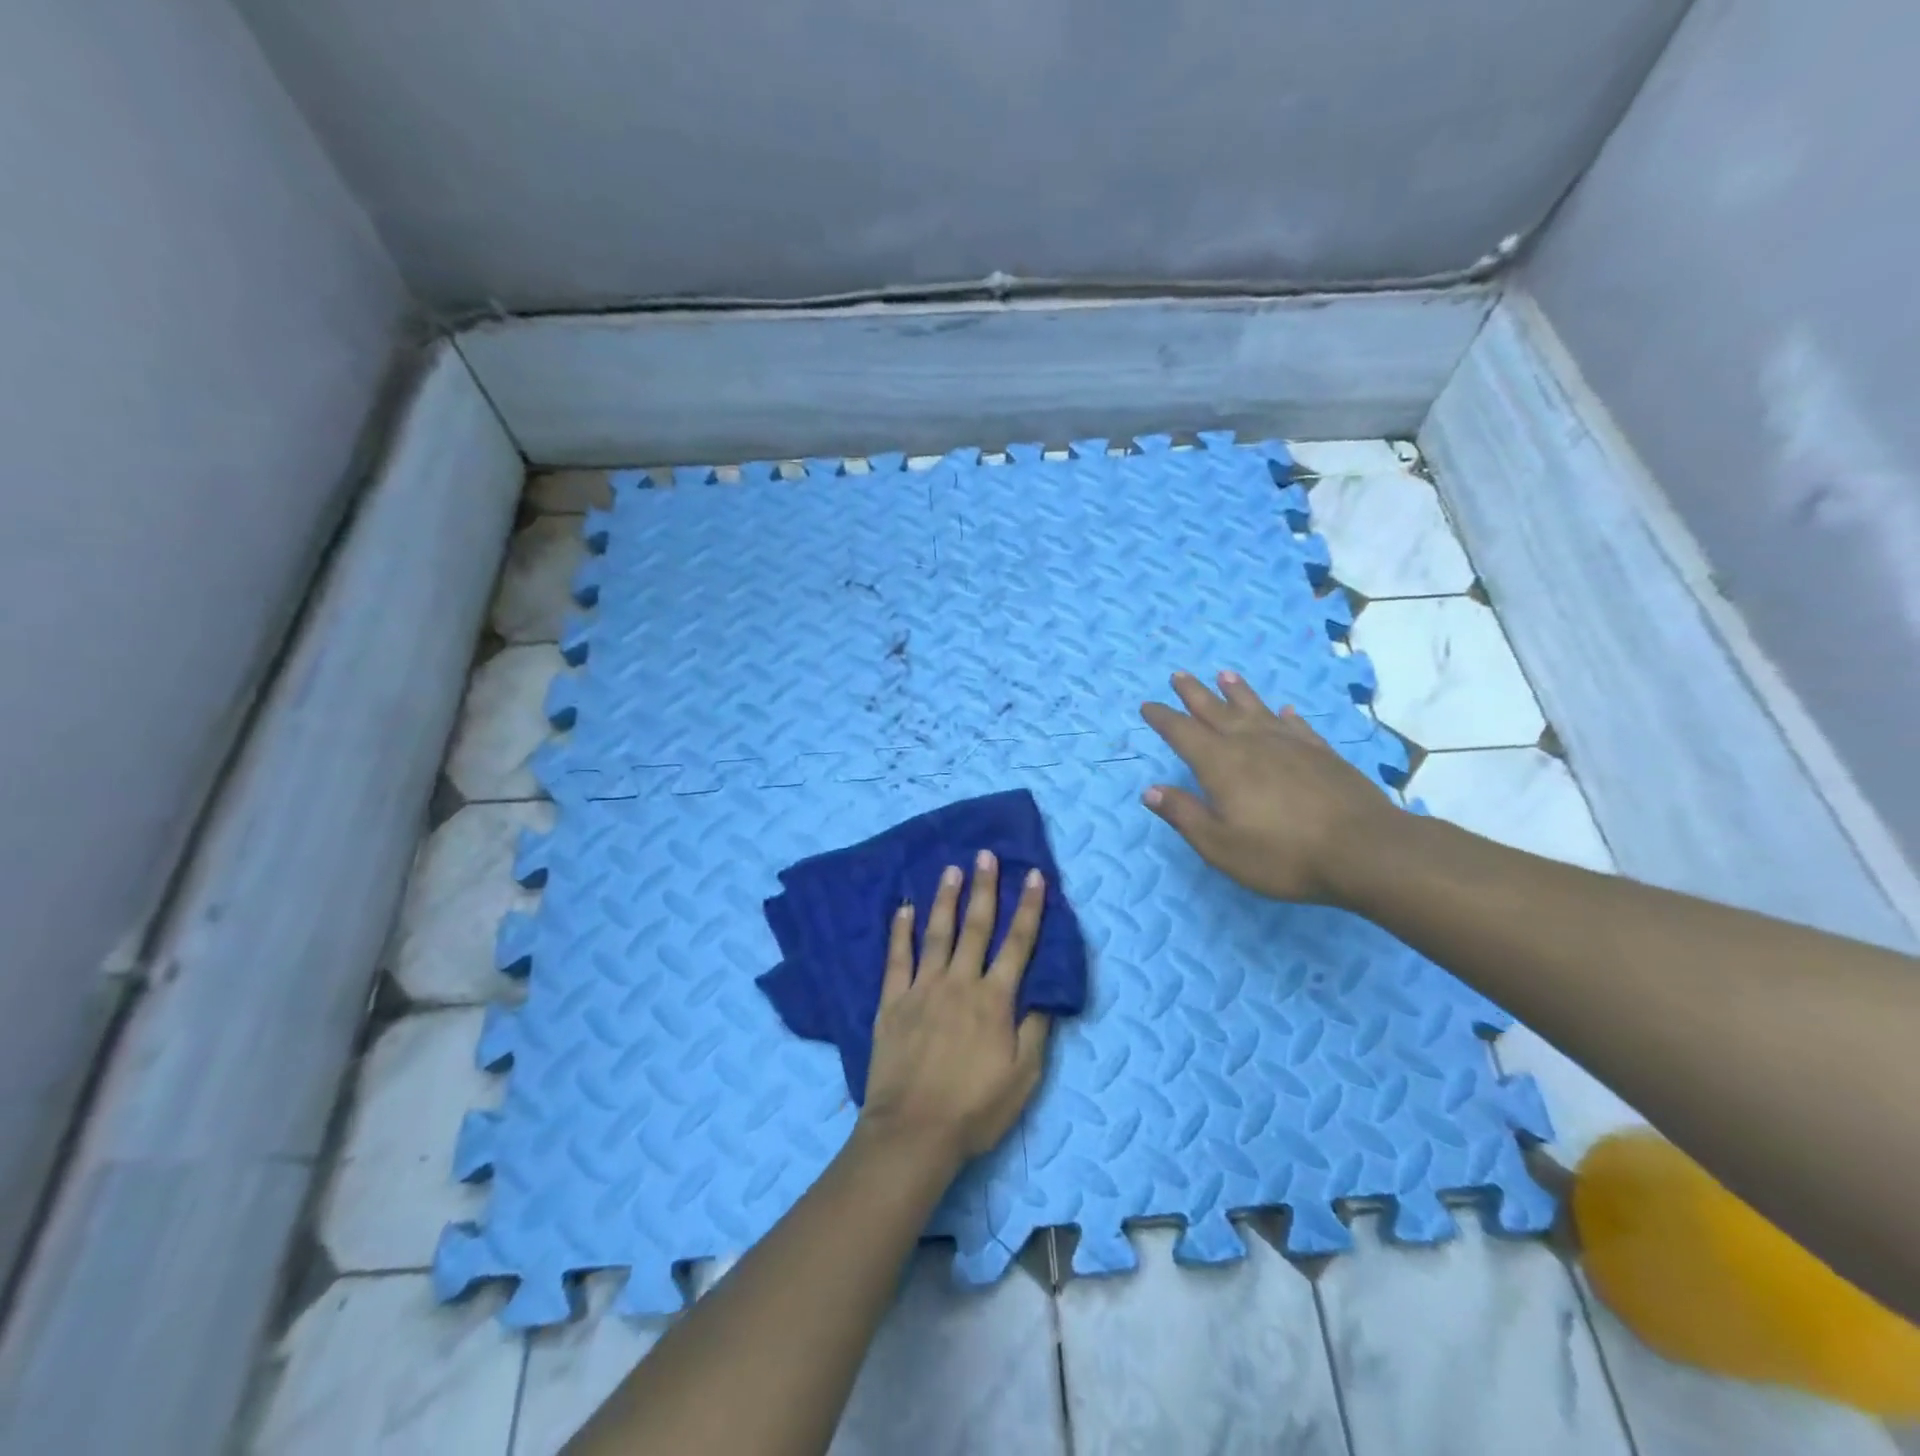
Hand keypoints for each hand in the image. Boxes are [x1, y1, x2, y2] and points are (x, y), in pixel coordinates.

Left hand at [860, 851, 1051, 1163]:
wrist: (913, 1132)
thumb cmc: (974, 1109)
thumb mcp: (1023, 1077)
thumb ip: (1035, 1030)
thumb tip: (1045, 993)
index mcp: (994, 1000)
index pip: (1018, 943)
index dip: (1029, 908)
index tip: (1034, 875)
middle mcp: (959, 983)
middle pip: (976, 927)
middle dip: (985, 888)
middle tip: (986, 855)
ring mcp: (922, 989)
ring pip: (937, 933)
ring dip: (945, 899)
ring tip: (950, 869)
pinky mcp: (892, 1001)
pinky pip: (896, 958)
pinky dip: (900, 931)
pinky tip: (903, 908)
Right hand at [1139, 669, 1402, 903]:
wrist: (1364, 850)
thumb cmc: (1282, 854)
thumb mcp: (1220, 845)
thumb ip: (1184, 815)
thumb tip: (1150, 790)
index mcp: (1221, 765)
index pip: (1183, 733)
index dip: (1163, 718)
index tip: (1148, 705)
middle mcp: (1252, 744)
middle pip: (1216, 711)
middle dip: (1194, 694)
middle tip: (1178, 675)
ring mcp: (1290, 745)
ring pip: (1256, 709)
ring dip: (1237, 692)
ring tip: (1225, 675)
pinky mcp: (1322, 753)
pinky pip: (1296, 726)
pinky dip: (1285, 716)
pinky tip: (1285, 710)